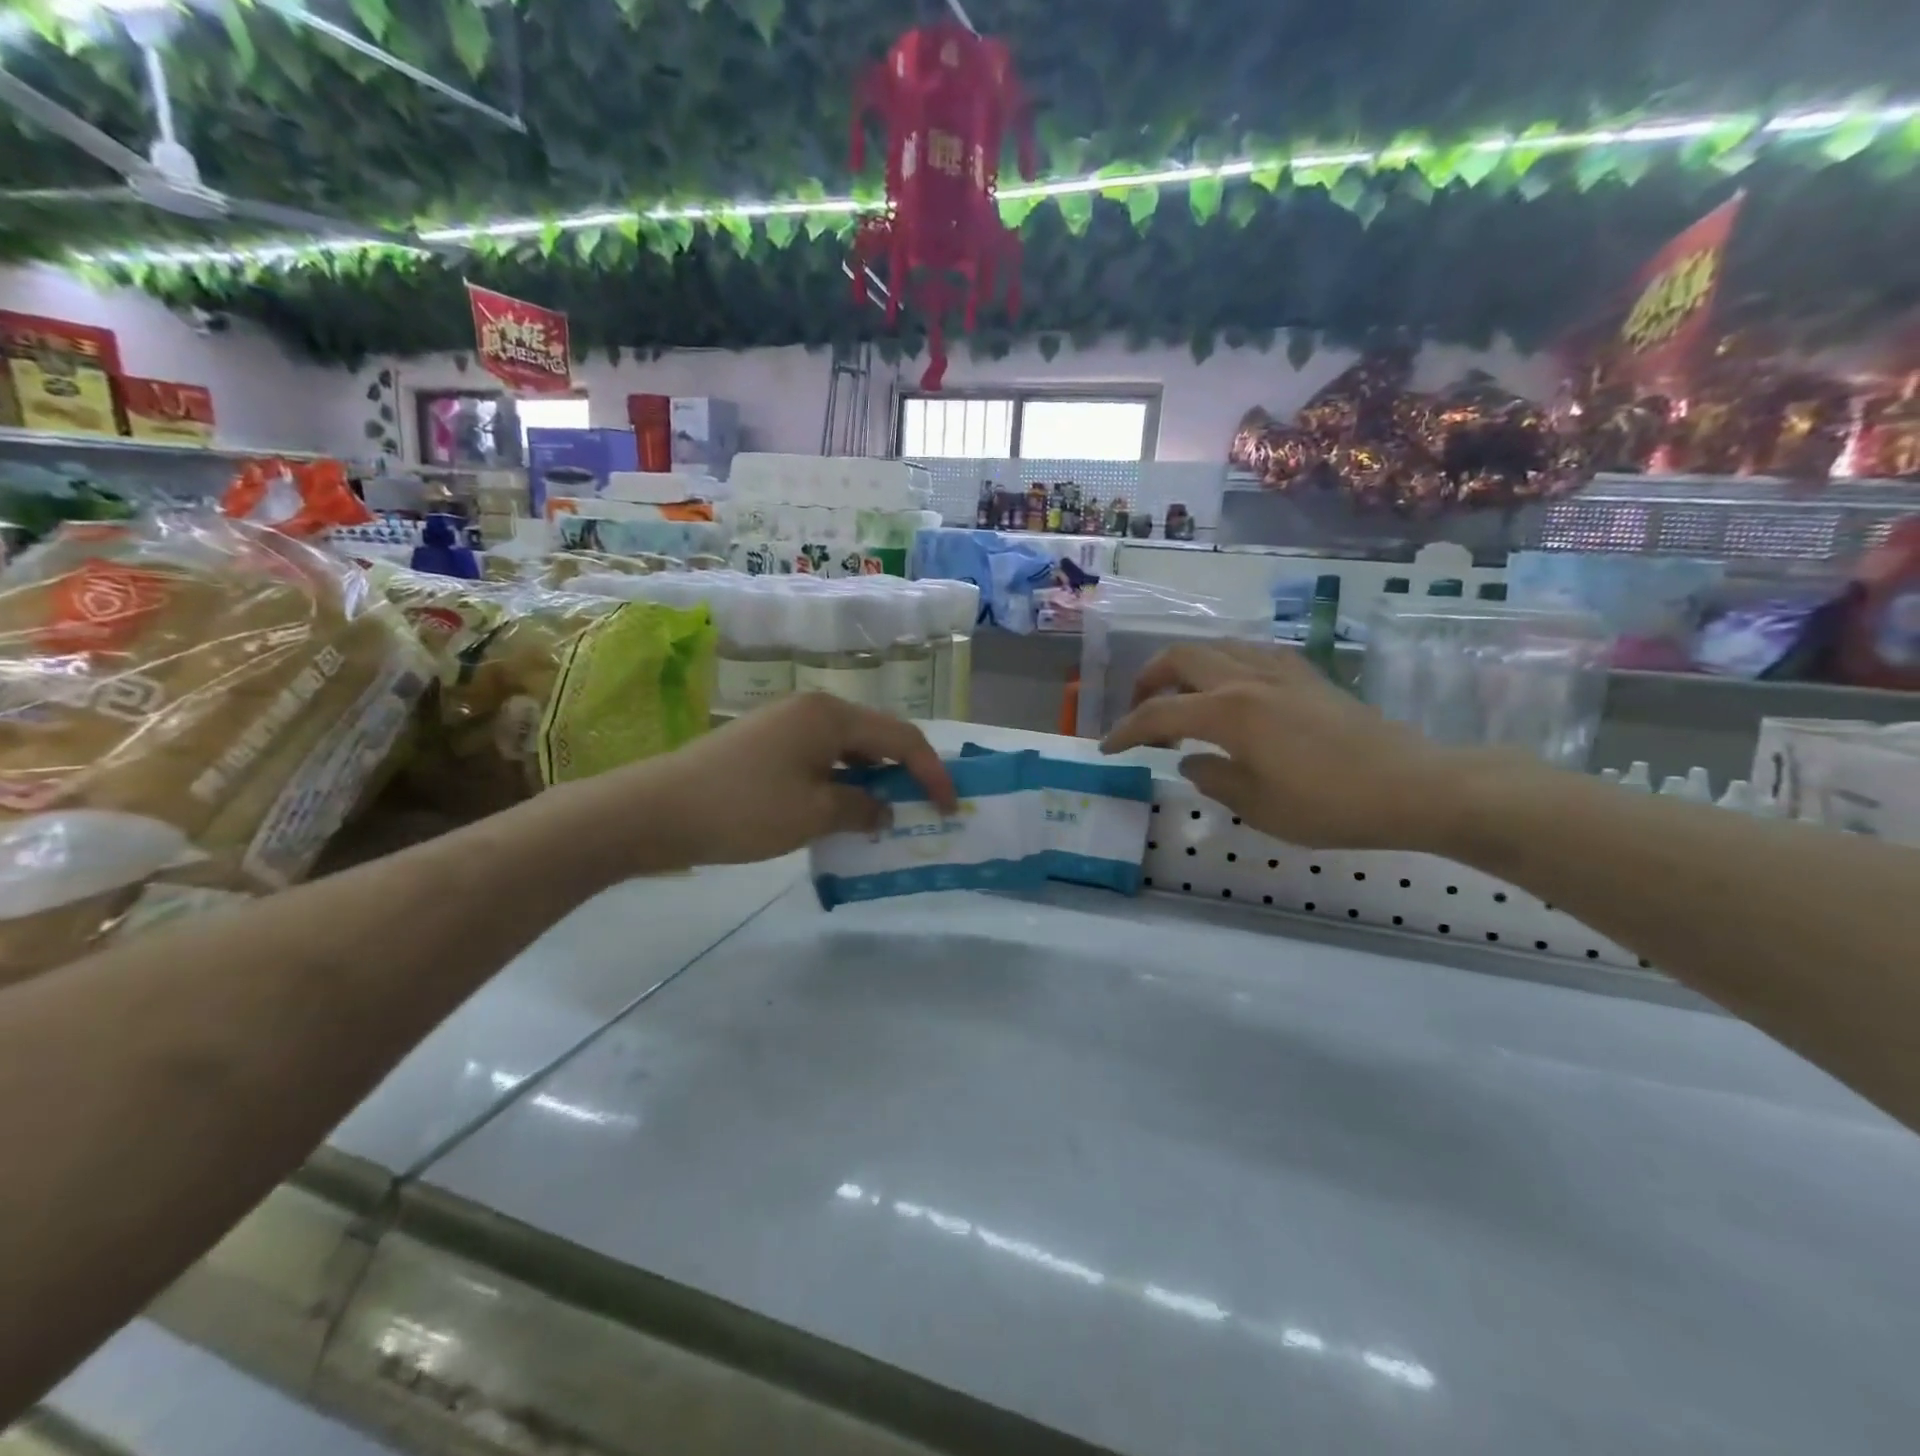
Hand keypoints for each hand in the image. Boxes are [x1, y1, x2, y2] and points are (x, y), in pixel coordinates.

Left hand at [642, 693, 956, 866]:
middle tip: (922, 811)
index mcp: (831, 716)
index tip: (949, 808)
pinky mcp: (766, 744)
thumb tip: (884, 809)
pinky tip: (840, 812)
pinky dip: (840, 783)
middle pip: (877, 737)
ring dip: (871, 780)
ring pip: (848, 749)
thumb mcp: (813, 815)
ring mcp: (786, 724)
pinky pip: (821, 759)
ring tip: (884, 816)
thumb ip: (861, 808)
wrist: (655, 811)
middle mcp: (813, 709)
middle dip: (904, 773)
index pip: (902, 738)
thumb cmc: (744, 809)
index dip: (932, 773)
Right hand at [1099, 642, 1472, 849]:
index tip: (1107, 748)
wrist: (1413, 786)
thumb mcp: (1258, 806)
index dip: (1126, 730)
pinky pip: (1251, 653)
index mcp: (1229, 711)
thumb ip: (1213, 778)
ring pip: (1216, 647)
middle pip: (1181, 657)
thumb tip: (1190, 761)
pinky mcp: (1307, 675)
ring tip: (1182, 700)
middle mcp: (1247, 678)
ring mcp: (1280, 671)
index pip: (1159, 713)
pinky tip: (1232, 691)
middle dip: (1149, 680)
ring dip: (1187, 668)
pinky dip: (1225, 665)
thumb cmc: (1330, 805)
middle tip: (1141, 711)